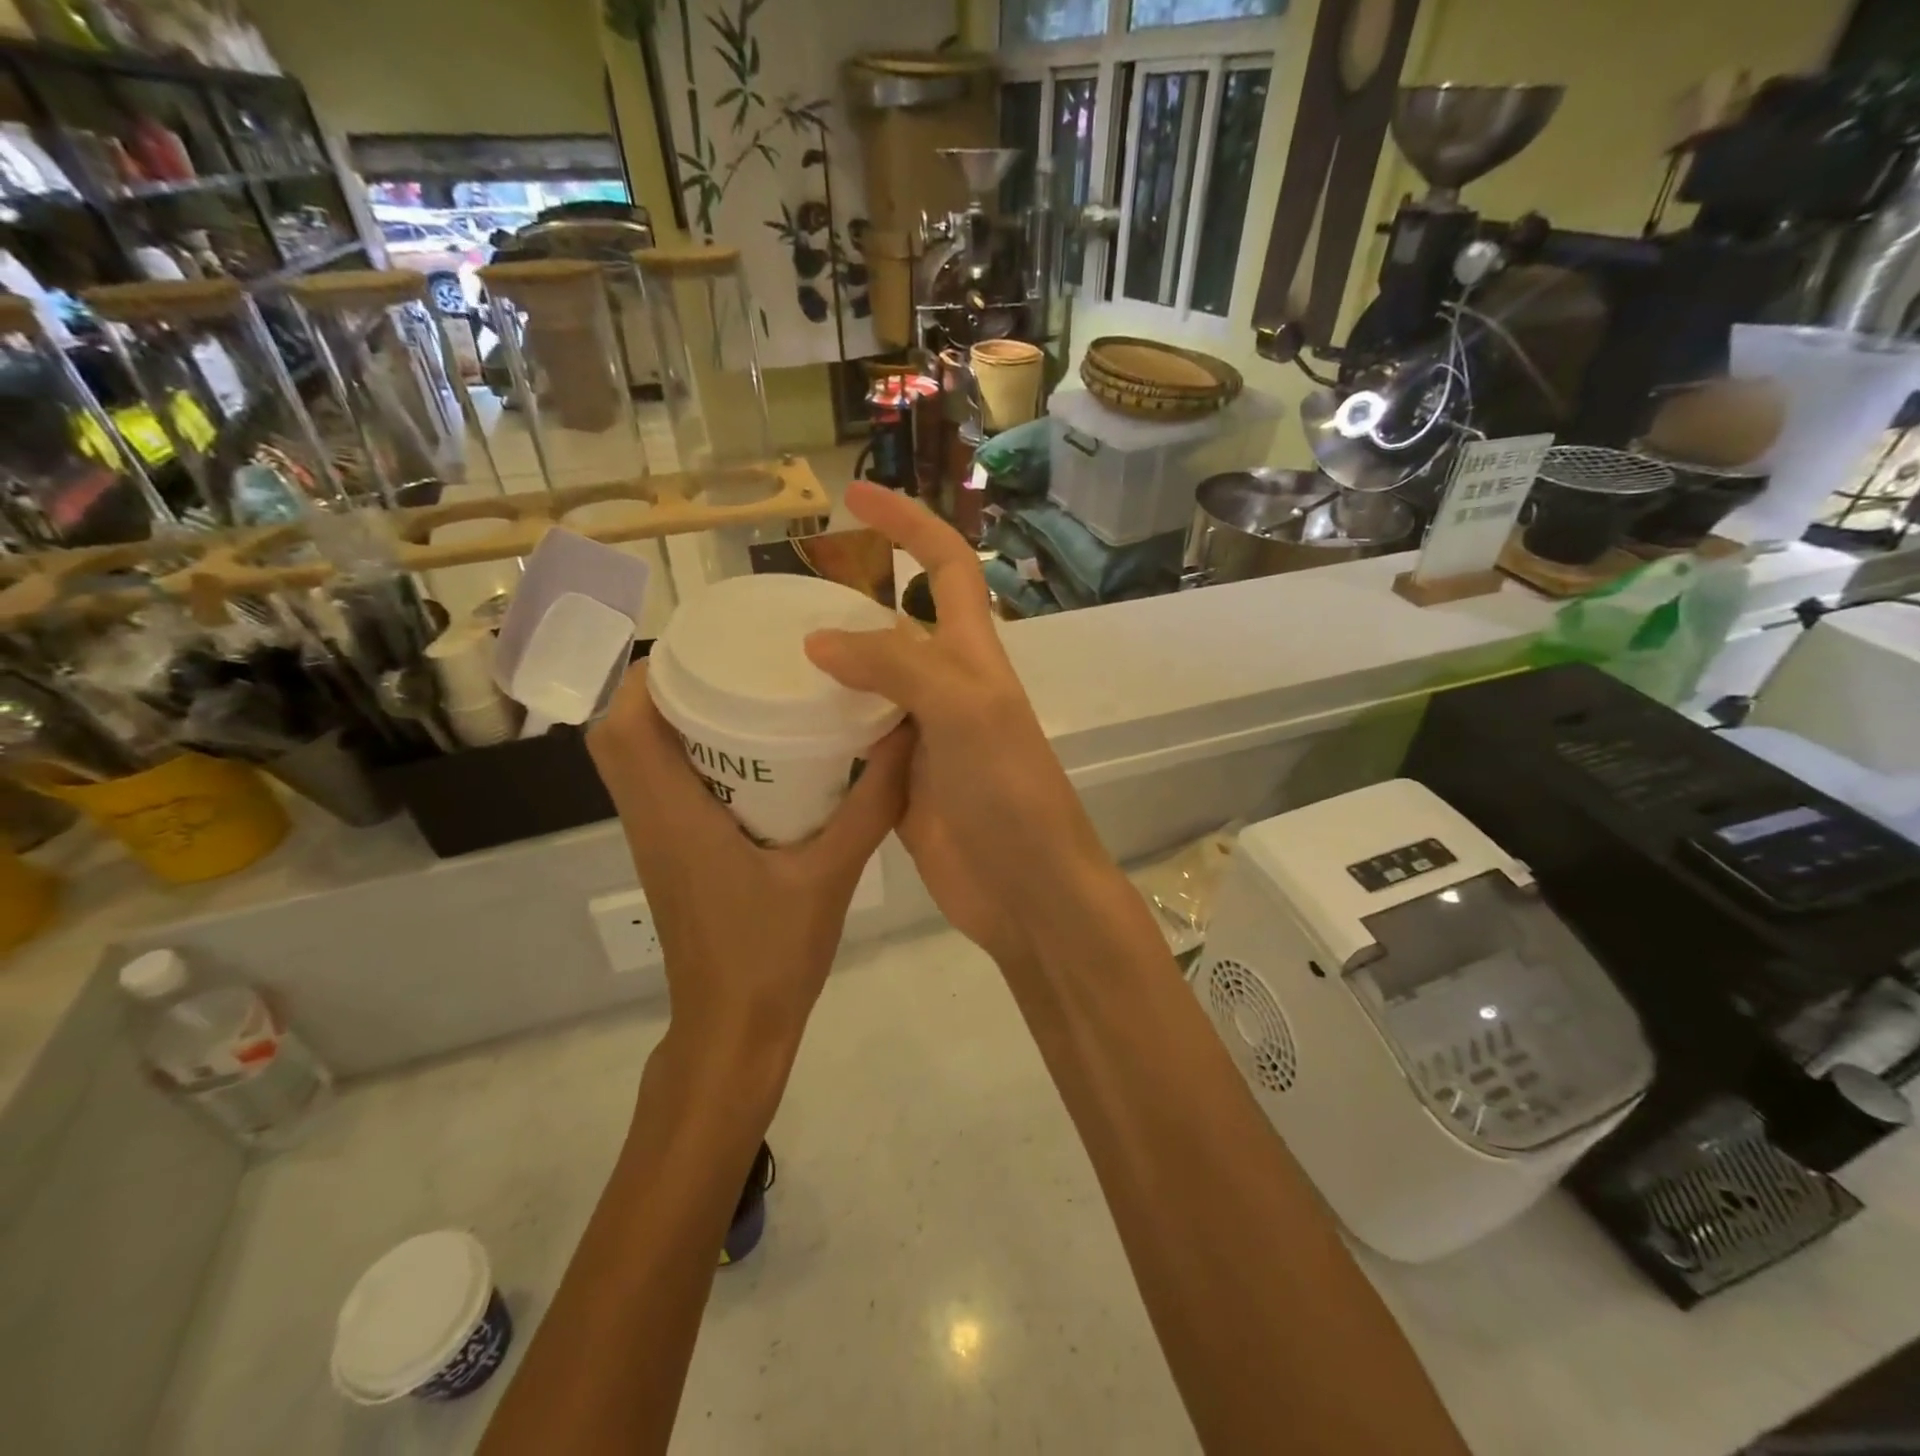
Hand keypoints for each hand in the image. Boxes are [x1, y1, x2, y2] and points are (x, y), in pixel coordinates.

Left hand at [587, 660, 912, 1057]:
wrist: (734, 1031)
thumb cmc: (773, 954)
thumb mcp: (833, 874)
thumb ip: (872, 803)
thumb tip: (905, 735)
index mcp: (674, 815)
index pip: (625, 726)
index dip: (650, 674)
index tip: (706, 644)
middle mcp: (649, 820)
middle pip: (619, 734)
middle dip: (662, 687)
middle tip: (731, 663)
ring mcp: (654, 841)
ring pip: (635, 760)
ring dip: (670, 719)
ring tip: (739, 692)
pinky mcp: (669, 856)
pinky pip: (657, 786)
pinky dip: (684, 754)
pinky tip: (748, 755)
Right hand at [803, 483, 1106, 967]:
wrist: (1026, 889)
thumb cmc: (1009, 793)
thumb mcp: (964, 711)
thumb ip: (897, 666)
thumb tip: (819, 639)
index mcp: (973, 656)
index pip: (945, 567)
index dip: (907, 524)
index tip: (853, 496)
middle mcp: (948, 688)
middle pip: (896, 626)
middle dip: (848, 600)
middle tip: (777, 600)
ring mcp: (923, 738)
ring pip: (869, 687)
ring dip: (827, 670)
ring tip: (761, 659)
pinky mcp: (901, 784)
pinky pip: (856, 743)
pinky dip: (824, 731)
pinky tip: (779, 729)